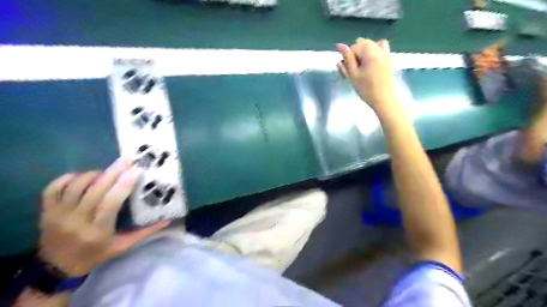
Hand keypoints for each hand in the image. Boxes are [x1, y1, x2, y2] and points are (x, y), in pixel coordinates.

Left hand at [38, 159, 169, 277]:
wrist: (57, 267)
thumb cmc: (96, 254)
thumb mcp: (123, 245)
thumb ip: (146, 232)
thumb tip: (168, 219)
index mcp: (97, 230)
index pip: (111, 202)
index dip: (124, 184)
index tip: (137, 170)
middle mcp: (76, 221)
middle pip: (95, 190)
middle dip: (113, 172)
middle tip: (126, 160)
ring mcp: (57, 215)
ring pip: (75, 186)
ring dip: (93, 174)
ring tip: (107, 171)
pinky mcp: (46, 211)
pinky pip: (53, 188)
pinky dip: (68, 178)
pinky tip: (82, 176)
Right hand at [336, 37, 395, 111]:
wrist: (383, 99)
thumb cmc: (366, 88)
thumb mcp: (353, 74)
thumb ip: (347, 58)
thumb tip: (339, 45)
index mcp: (369, 52)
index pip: (353, 47)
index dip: (348, 58)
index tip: (347, 70)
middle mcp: (378, 48)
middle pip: (362, 44)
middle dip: (355, 54)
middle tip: (352, 69)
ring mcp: (385, 52)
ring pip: (370, 45)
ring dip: (363, 52)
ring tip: (360, 65)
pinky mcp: (388, 58)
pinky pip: (381, 47)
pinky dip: (374, 50)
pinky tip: (371, 60)